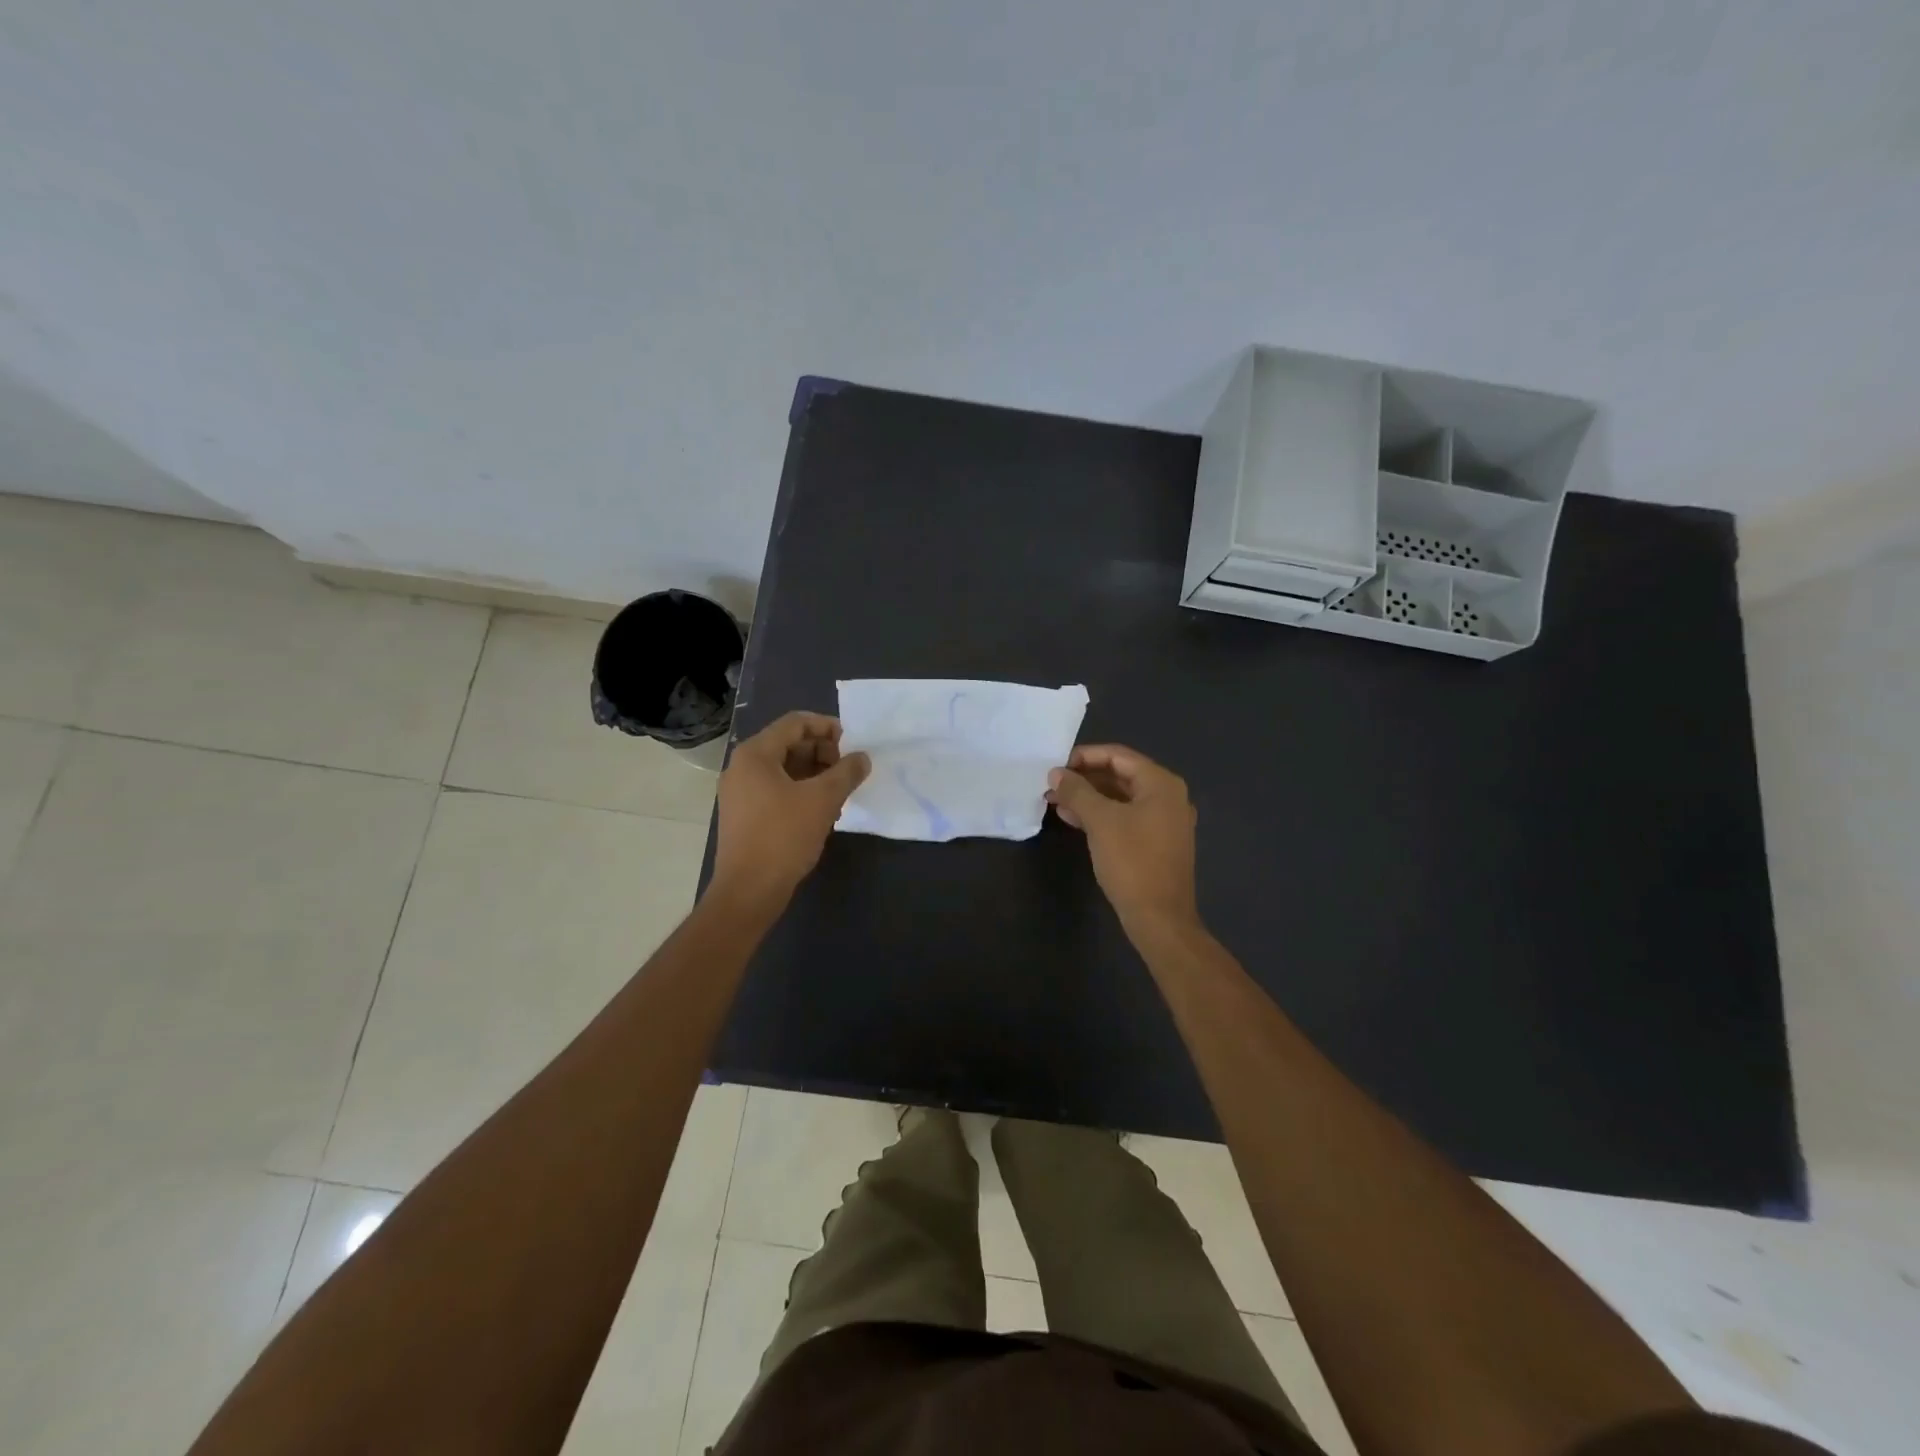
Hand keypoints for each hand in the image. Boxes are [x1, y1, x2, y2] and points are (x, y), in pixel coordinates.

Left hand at [712, 712, 869, 905]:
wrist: (748, 891)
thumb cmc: (783, 837)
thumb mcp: (823, 800)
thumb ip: (846, 772)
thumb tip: (863, 758)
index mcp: (755, 754)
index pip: (795, 723)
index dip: (827, 727)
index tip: (853, 743)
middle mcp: (742, 767)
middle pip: (788, 744)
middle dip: (823, 753)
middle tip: (848, 771)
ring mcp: (740, 792)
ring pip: (784, 769)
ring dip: (815, 774)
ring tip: (840, 793)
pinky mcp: (744, 815)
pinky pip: (776, 790)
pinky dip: (801, 792)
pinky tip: (822, 811)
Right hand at [1048, 744, 1199, 932]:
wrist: (1159, 918)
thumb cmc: (1132, 862)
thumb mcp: (1100, 821)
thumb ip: (1077, 791)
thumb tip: (1056, 773)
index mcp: (1161, 784)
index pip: (1118, 755)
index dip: (1084, 756)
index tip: (1056, 766)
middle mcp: (1168, 797)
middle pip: (1120, 775)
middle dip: (1083, 779)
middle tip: (1052, 785)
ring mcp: (1164, 821)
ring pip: (1120, 798)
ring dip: (1088, 798)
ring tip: (1055, 801)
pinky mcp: (1156, 842)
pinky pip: (1125, 818)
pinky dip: (1100, 815)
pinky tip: (1073, 819)